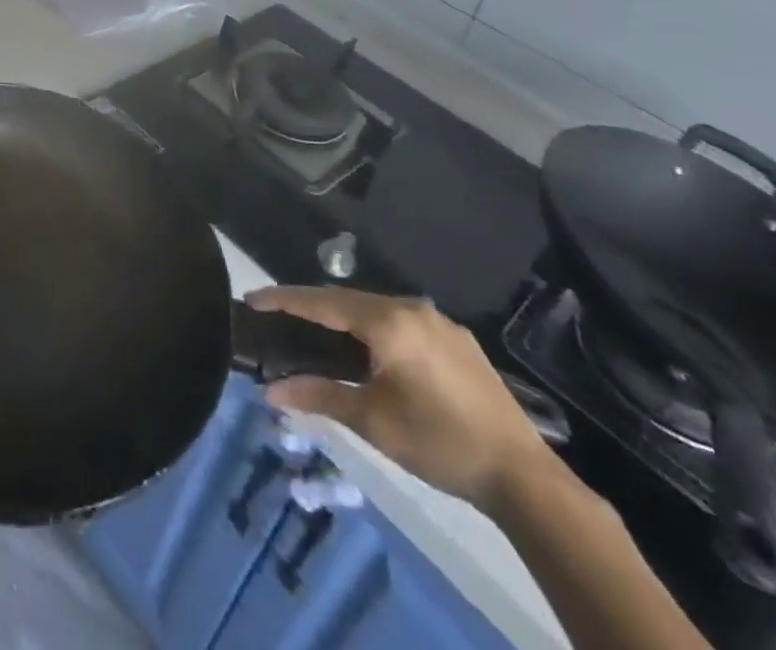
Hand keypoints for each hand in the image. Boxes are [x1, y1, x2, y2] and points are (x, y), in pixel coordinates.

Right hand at [246, 286, 556, 514]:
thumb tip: (271, 391)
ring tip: (317, 333)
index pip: (322, 302)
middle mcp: (411, 308)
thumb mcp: (372, 421)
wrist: (523, 476)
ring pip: (376, 309)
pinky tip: (369, 351)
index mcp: (388, 322)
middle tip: (278, 318)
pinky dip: (374, 328)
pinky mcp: (457, 339)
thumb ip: (319, 396)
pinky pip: (401, 321)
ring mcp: (438, 321)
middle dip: (311, 307)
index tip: (252, 299)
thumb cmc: (439, 443)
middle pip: (347, 300)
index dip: (284, 300)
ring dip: (344, 318)